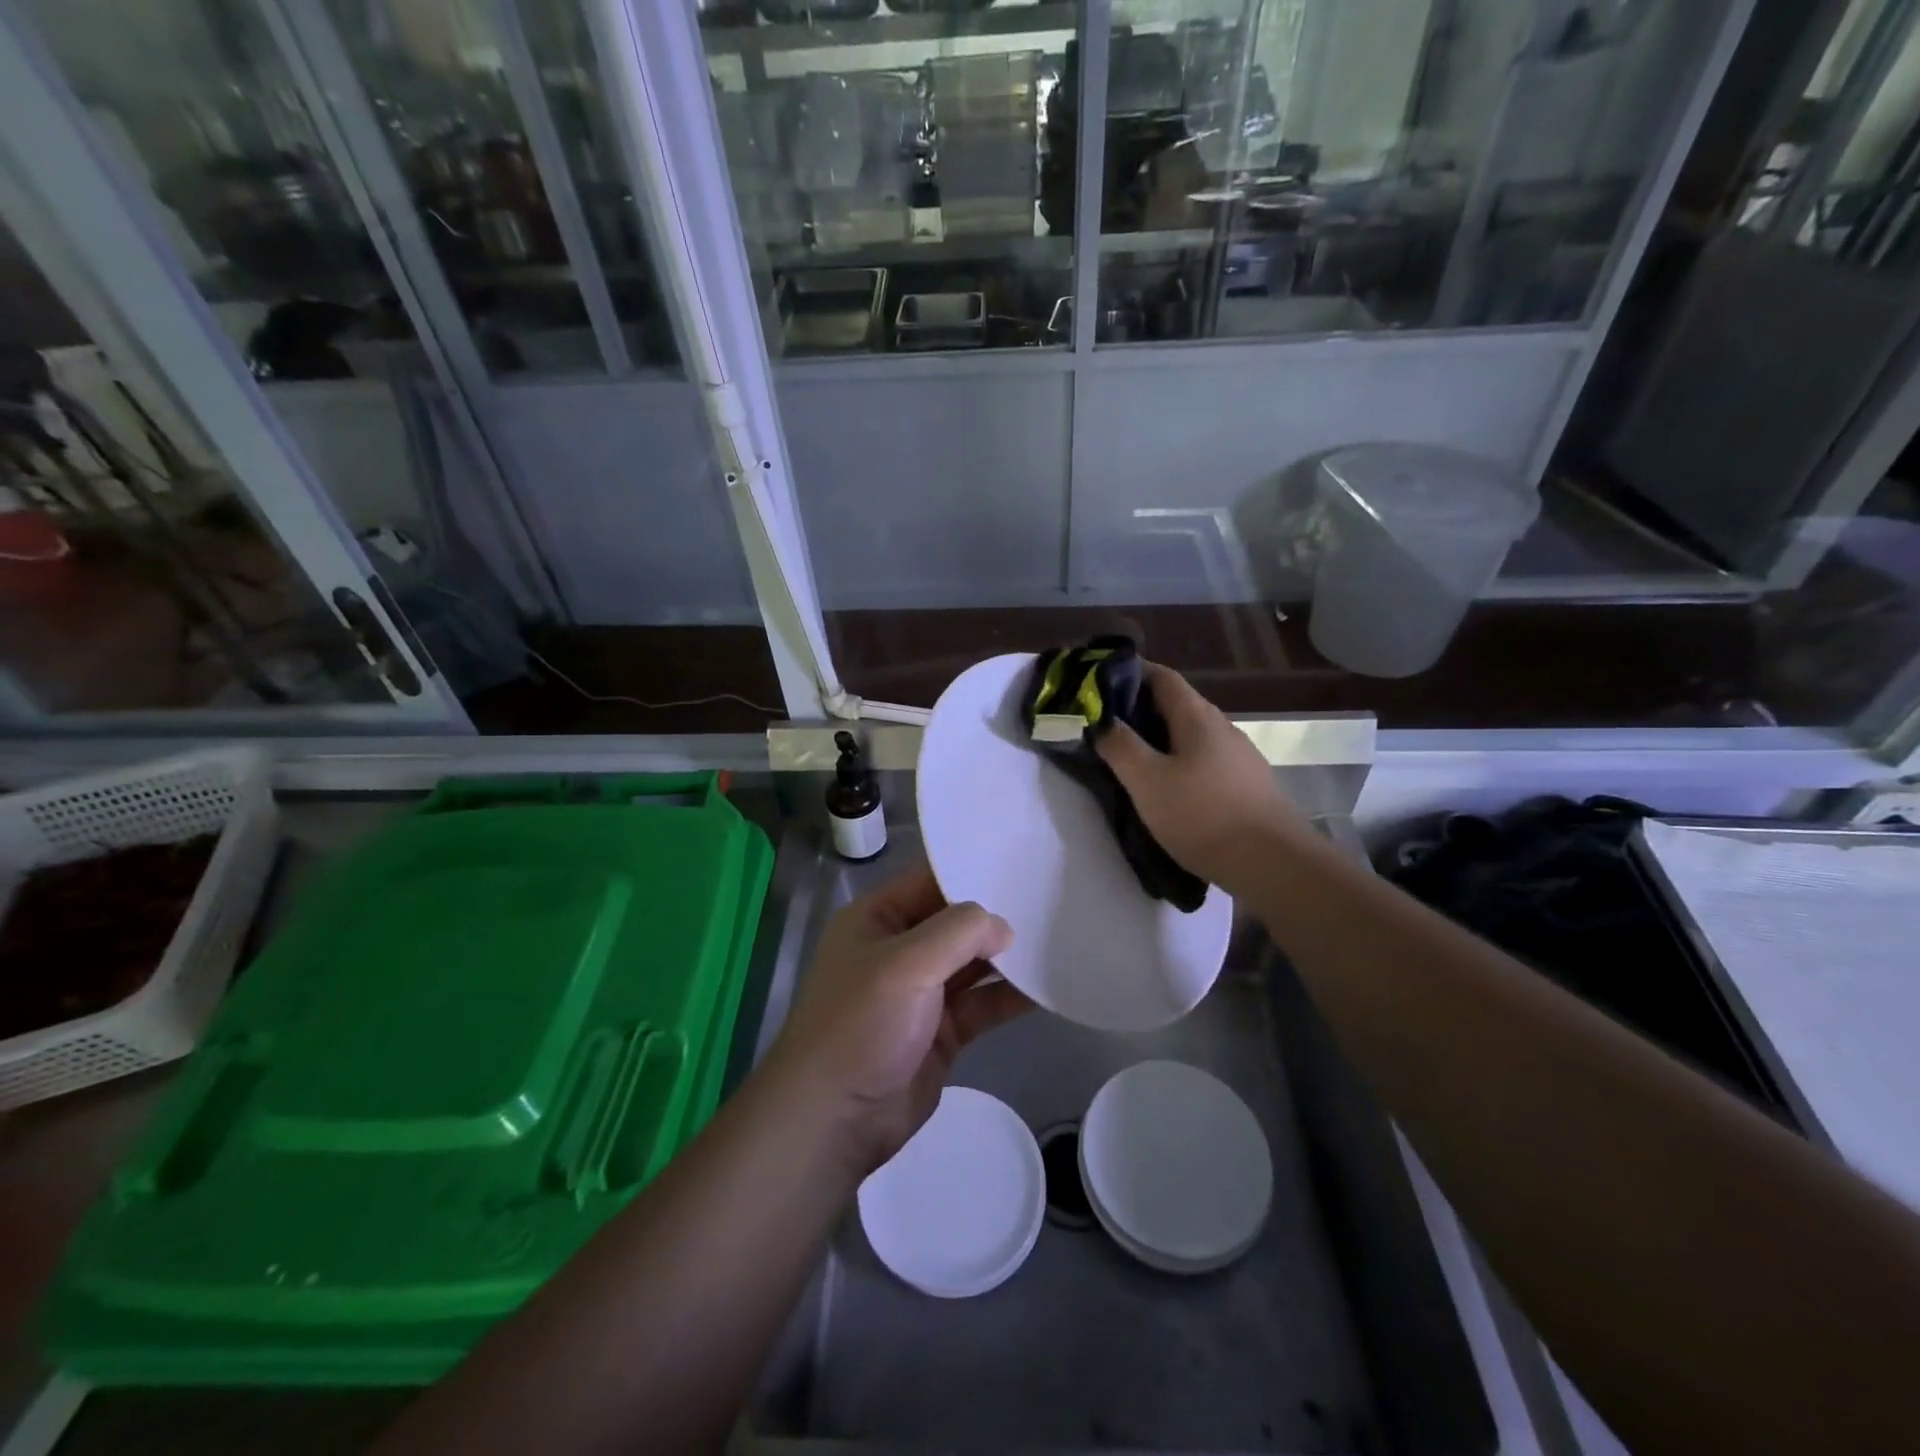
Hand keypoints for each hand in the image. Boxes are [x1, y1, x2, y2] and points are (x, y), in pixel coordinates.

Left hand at [766, 865, 1030, 1174]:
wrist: (834, 1119)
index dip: (973, 872)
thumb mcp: (906, 964)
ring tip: (1058, 938)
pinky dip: (1010, 996)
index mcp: (878, 918)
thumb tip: (1003, 927)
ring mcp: (922, 992)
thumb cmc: (861, 1024)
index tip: (1023, 863)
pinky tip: (1046, 986)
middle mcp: (900, 949)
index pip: (931, 881)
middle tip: (1053, 899)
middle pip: (956, 922)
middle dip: (997, 916)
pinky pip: (982, 1004)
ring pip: (973, 964)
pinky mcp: (942, 1031)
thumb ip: (959, 933)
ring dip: (1008, 957)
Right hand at [1095, 663, 1313, 899]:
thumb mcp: (1147, 781)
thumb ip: (1120, 746)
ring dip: (1159, 738)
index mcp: (1197, 717)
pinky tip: (1167, 786)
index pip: (1161, 677)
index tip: (1098, 682)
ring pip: (1190, 734)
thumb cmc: (1202, 815)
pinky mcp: (1246, 784)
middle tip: (1105, 725)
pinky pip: (1203, 759)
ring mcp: (1238, 757)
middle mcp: (1221, 727)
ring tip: (1130, 757)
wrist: (1273, 863)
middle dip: (1139, 708)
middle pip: (1177, 704)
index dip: (1130, 672)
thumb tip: (1100, 720)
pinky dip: (1178, 761)